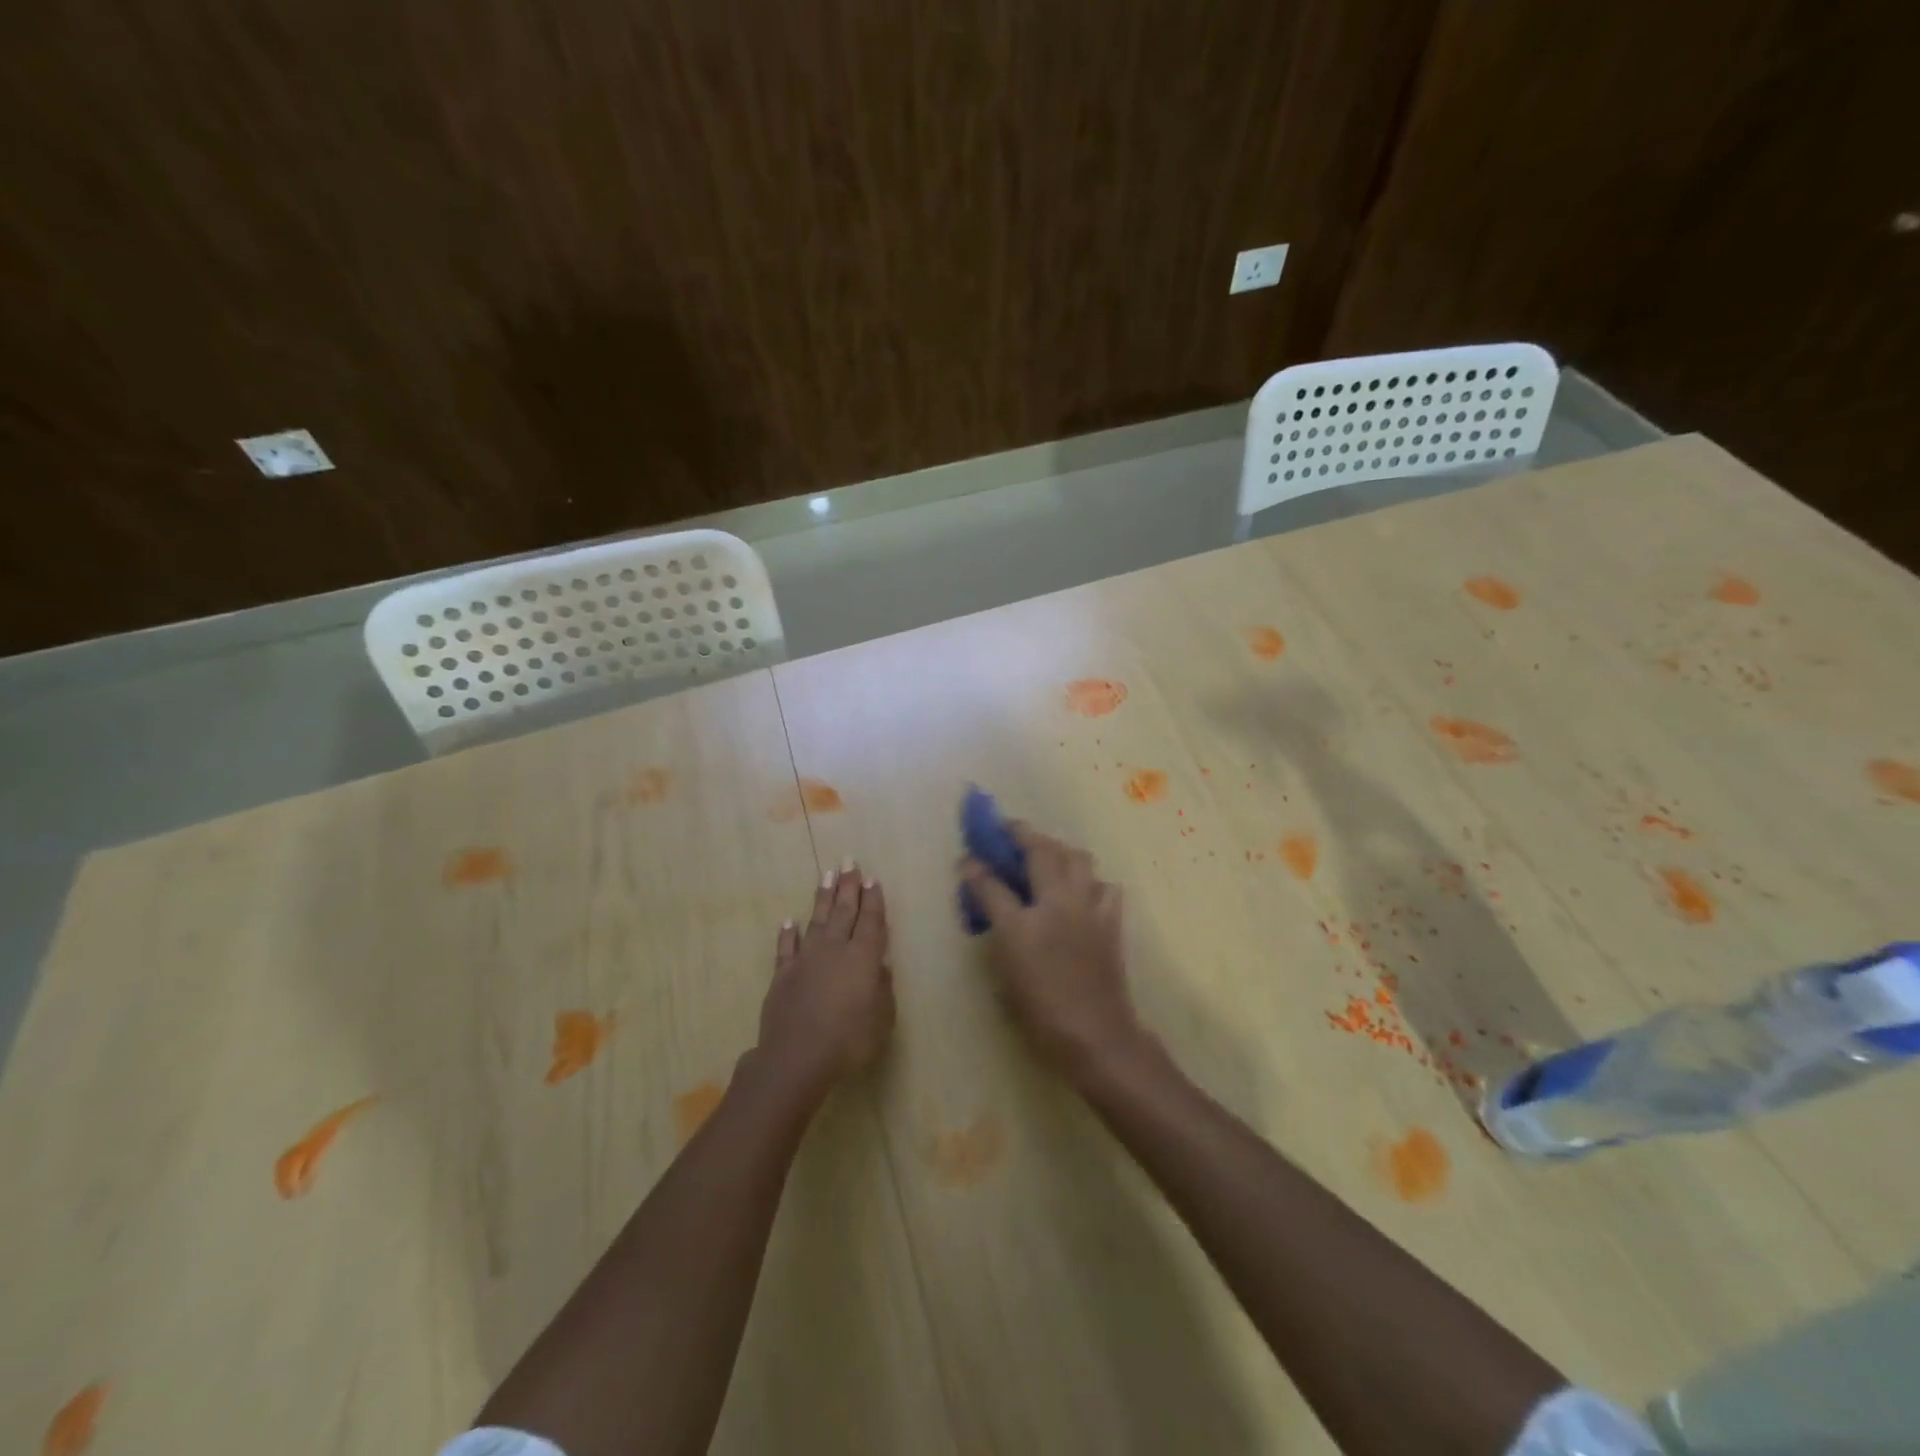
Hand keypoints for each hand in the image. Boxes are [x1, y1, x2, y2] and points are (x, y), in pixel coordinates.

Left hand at [757, 862, 893, 1099]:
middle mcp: (835, 949)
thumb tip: (880, 965)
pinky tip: (789, 921)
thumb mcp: (882, 1018)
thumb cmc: (849, 1041)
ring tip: (827, 875)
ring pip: (817, 921)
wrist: (796, 1058)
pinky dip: (788, 933)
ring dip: (823, 897)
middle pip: (844, 911)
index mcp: (863, 957)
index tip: (873, 878)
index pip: (871, 921)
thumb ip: (882, 988)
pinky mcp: (782, 975)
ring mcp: (806, 960)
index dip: (873, 899)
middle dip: (848, 886)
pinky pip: (786, 947)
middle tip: (849, 861)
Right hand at [961, 823, 1142, 1078]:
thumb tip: (982, 893)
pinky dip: (1090, 881)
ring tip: (1047, 855)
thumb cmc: (1042, 1010)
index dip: (978, 867)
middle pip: (1042, 851)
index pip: (994, 882)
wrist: (1096, 1036)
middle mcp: (1059, 904)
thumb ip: (994, 920)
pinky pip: (1103, 886)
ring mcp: (1090, 910)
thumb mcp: (1006, 969)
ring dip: (1059, 849)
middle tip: (1009, 832)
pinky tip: (1081, 892)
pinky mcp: (1111, 922)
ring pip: (1078, 858)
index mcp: (1026, 921)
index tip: (969, 856)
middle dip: (1023, 834)